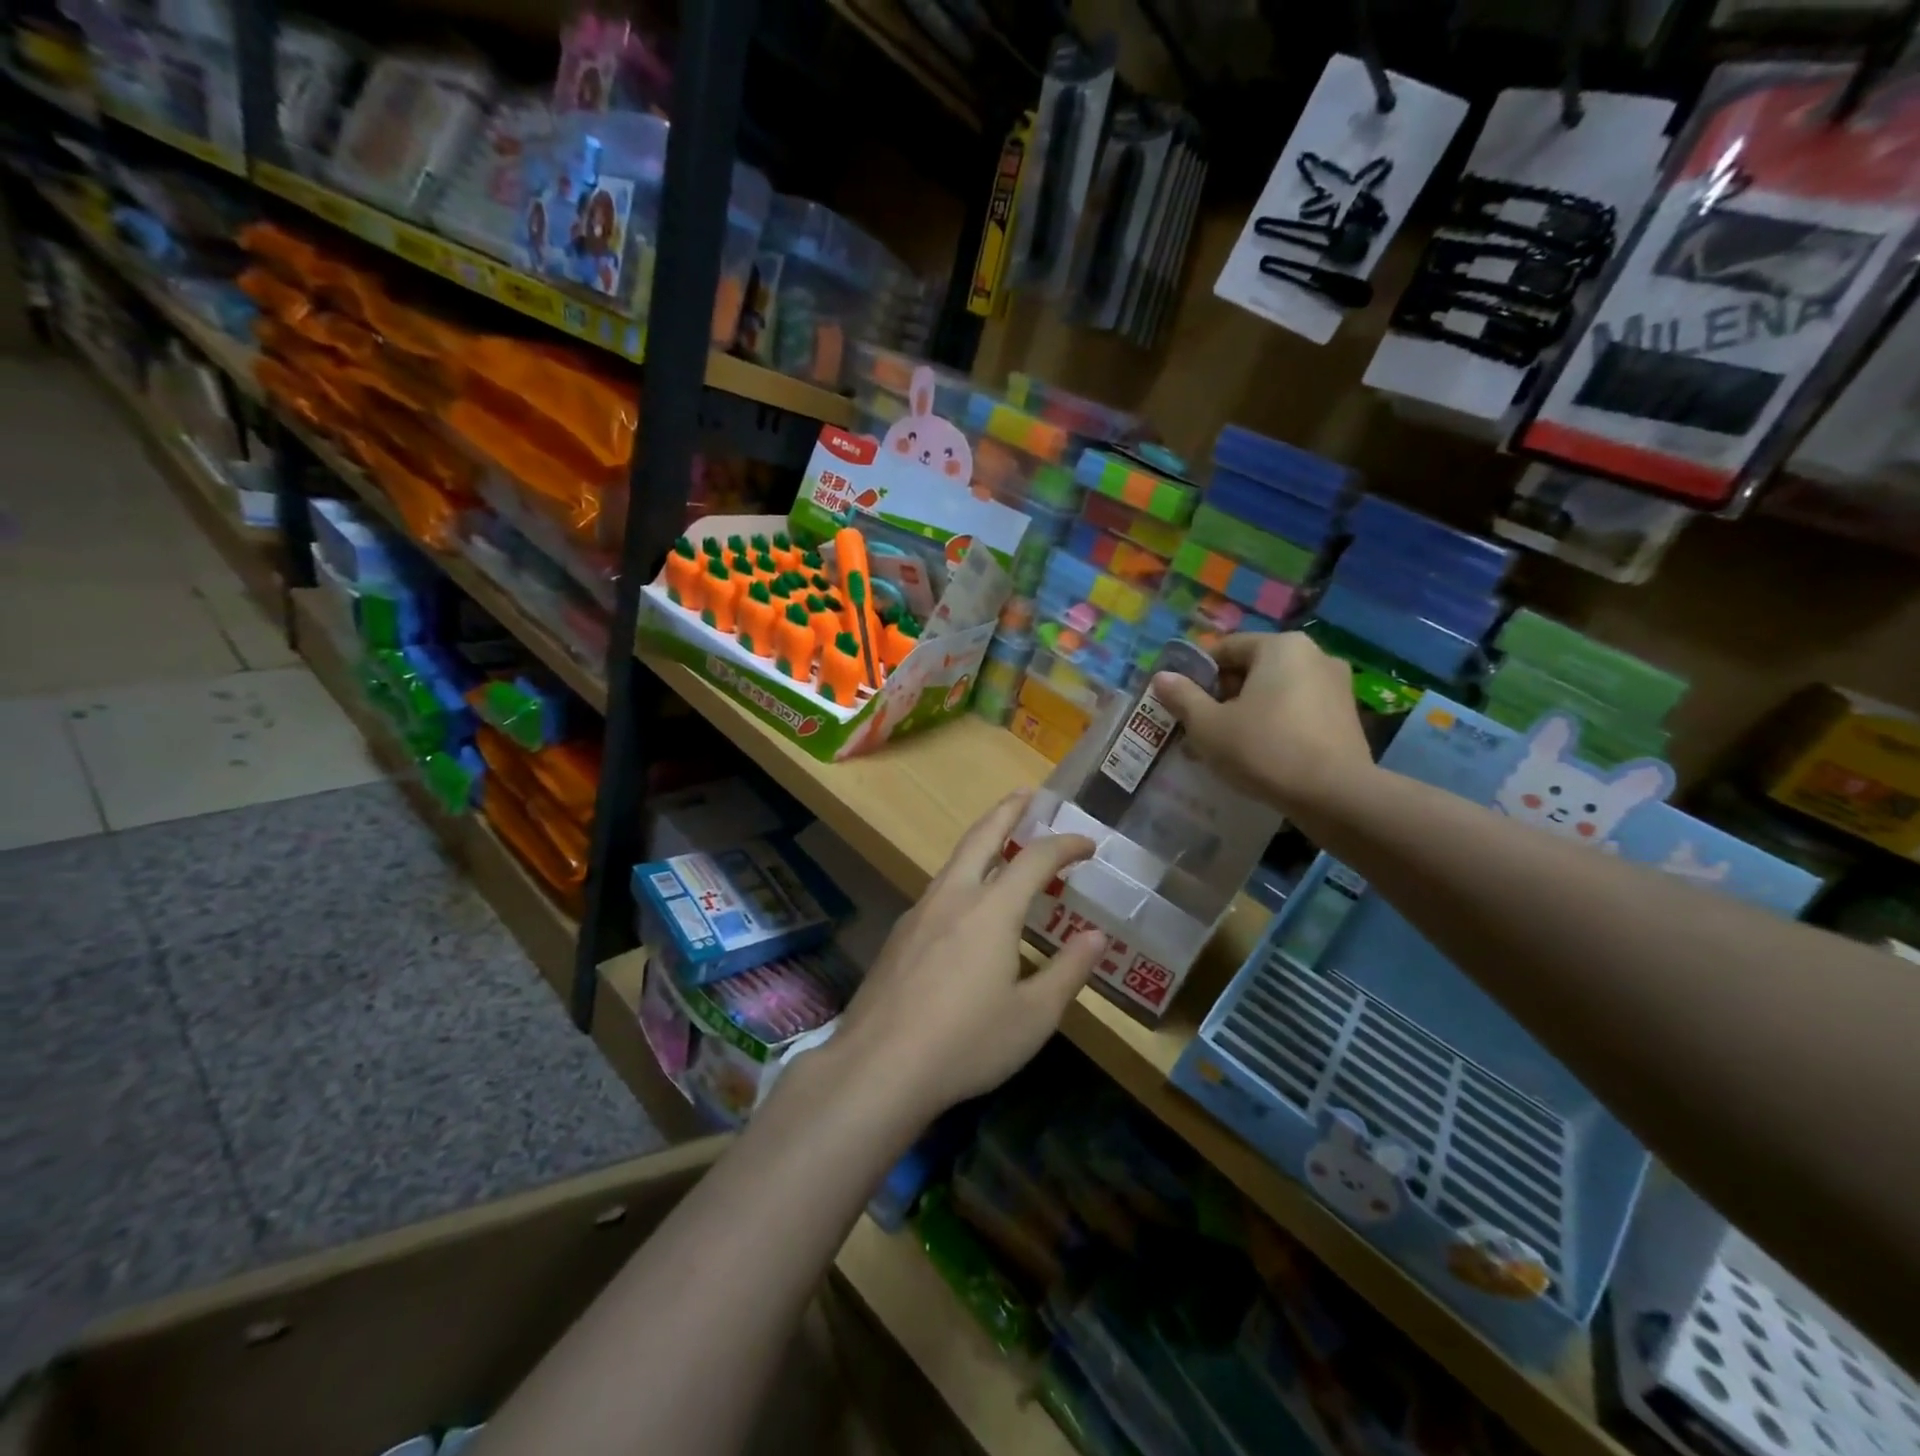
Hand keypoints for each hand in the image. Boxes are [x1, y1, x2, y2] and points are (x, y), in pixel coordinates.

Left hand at [829, 792, 1105, 1121]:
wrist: (879, 1066)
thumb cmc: (967, 1042)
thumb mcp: (1033, 1017)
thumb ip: (1068, 971)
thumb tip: (1096, 936)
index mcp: (991, 909)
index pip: (1035, 859)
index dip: (1065, 845)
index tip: (1088, 844)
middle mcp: (953, 897)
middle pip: (982, 837)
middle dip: (1007, 811)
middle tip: (1027, 793)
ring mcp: (919, 913)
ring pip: (954, 861)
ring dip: (981, 841)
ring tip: (1000, 841)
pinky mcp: (899, 936)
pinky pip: (938, 890)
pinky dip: (962, 877)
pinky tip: (965, 906)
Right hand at [1152, 632, 1371, 815]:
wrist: (1335, 795)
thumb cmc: (1264, 749)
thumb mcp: (1208, 726)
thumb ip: (1182, 697)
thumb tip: (1162, 677)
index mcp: (1280, 646)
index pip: (1226, 649)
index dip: (1197, 675)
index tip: (1182, 704)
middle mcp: (1314, 655)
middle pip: (1252, 669)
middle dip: (1222, 696)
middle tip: (1200, 729)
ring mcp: (1336, 685)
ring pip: (1275, 692)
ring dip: (1247, 712)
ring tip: (1227, 746)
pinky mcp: (1347, 716)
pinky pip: (1298, 711)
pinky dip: (1275, 724)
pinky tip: (1260, 755)